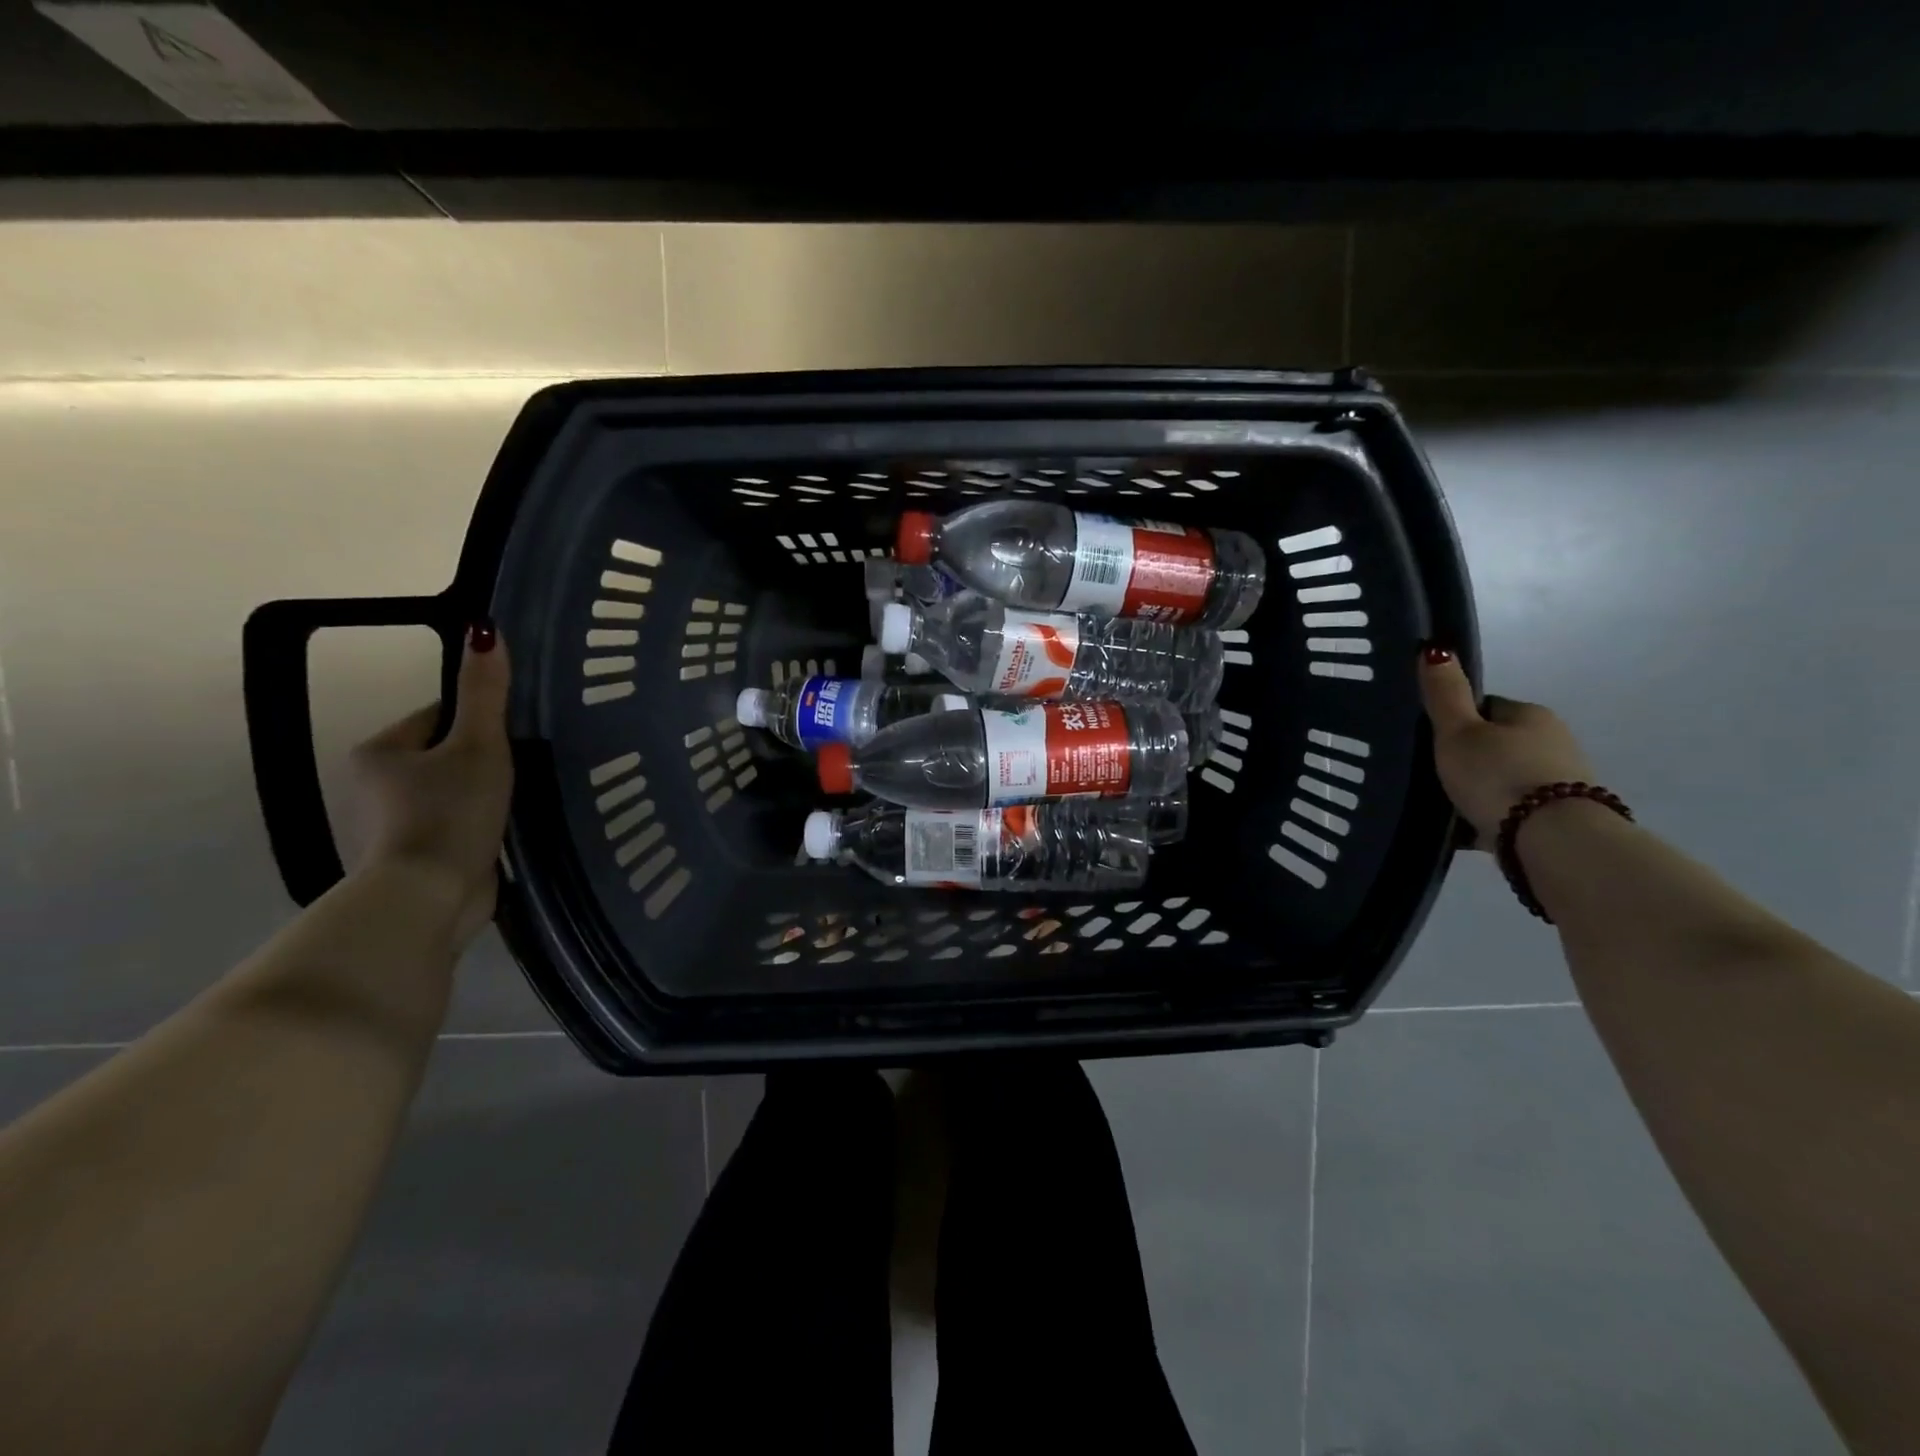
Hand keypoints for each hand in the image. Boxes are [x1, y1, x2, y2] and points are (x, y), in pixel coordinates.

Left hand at [347, 623, 512, 950]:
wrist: (430, 895)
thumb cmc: (450, 812)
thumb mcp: (477, 746)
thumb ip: (485, 693)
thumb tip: (485, 629)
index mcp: (381, 750)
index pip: (440, 715)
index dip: (483, 720)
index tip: (517, 736)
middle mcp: (377, 784)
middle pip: (448, 754)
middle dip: (487, 760)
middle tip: (525, 770)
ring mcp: (396, 823)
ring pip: (455, 791)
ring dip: (486, 794)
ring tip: (521, 800)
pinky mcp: (418, 855)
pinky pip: (458, 823)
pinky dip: (481, 824)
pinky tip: (505, 831)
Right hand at [1418, 647, 1596, 847]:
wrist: (1551, 840)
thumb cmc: (1498, 775)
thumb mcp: (1458, 732)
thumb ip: (1445, 694)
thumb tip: (1435, 647)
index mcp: (1531, 715)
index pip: (1487, 708)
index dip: (1457, 722)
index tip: (1432, 742)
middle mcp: (1554, 742)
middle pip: (1497, 744)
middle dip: (1469, 758)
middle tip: (1434, 776)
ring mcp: (1560, 781)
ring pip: (1505, 778)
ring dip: (1481, 789)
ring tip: (1447, 807)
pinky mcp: (1558, 818)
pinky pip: (1514, 811)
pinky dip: (1492, 817)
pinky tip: (1468, 830)